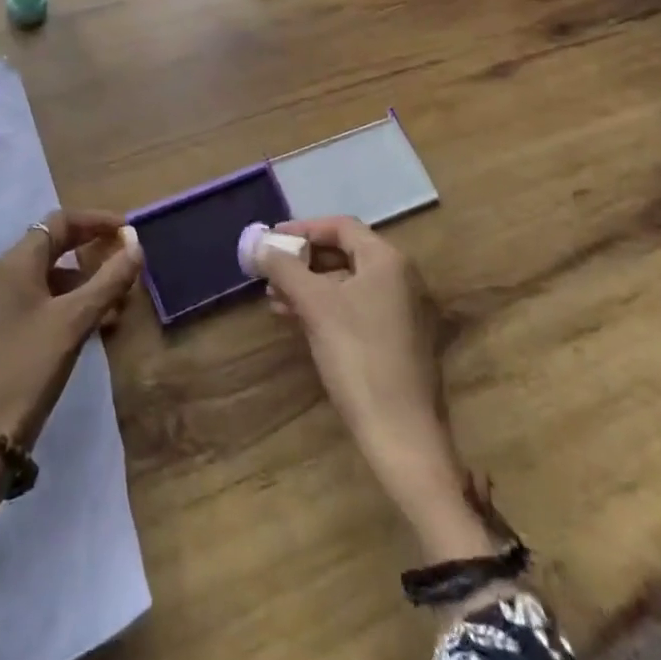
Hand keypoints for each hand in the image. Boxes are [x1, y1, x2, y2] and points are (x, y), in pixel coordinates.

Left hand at [0, 209, 142, 515]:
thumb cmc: (29, 367)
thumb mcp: (75, 320)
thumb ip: (109, 279)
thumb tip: (136, 243)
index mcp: (15, 263)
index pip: (59, 221)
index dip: (96, 221)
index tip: (128, 232)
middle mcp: (2, 276)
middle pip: (53, 247)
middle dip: (92, 253)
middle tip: (126, 264)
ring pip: (48, 279)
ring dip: (84, 284)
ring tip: (118, 306)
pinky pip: (40, 303)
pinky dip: (69, 306)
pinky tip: (94, 328)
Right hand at [259, 217, 496, 563]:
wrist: (401, 434)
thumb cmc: (358, 357)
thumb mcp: (315, 306)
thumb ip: (284, 268)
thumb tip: (258, 244)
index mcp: (387, 261)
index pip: (340, 226)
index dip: (302, 229)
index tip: (270, 240)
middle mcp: (400, 277)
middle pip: (344, 253)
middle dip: (303, 260)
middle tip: (269, 270)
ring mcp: (402, 310)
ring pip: (347, 283)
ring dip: (309, 285)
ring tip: (274, 298)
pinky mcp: (398, 339)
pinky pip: (356, 307)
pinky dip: (325, 306)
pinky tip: (297, 320)